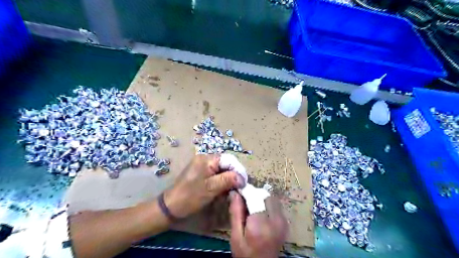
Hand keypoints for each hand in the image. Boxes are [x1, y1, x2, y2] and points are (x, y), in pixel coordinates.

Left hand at [164, 154, 243, 218]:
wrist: (170, 207)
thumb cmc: (190, 196)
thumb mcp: (211, 188)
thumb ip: (228, 180)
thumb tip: (242, 178)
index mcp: (207, 159)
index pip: (229, 159)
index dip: (239, 170)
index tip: (244, 183)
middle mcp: (205, 159)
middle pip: (226, 163)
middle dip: (234, 175)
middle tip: (240, 187)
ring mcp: (203, 166)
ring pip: (222, 169)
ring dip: (229, 179)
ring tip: (233, 189)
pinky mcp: (201, 173)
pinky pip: (216, 174)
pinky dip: (222, 181)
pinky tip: (224, 189)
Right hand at [230, 192, 284, 256]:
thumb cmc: (245, 254)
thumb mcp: (235, 236)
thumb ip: (236, 213)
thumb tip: (234, 192)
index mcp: (261, 225)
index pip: (255, 197)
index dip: (246, 191)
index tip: (238, 191)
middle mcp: (275, 220)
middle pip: (266, 195)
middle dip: (255, 194)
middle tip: (245, 201)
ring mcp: (283, 221)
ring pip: (272, 198)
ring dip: (261, 198)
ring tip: (252, 207)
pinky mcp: (286, 222)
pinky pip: (276, 205)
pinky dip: (267, 204)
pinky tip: (260, 212)